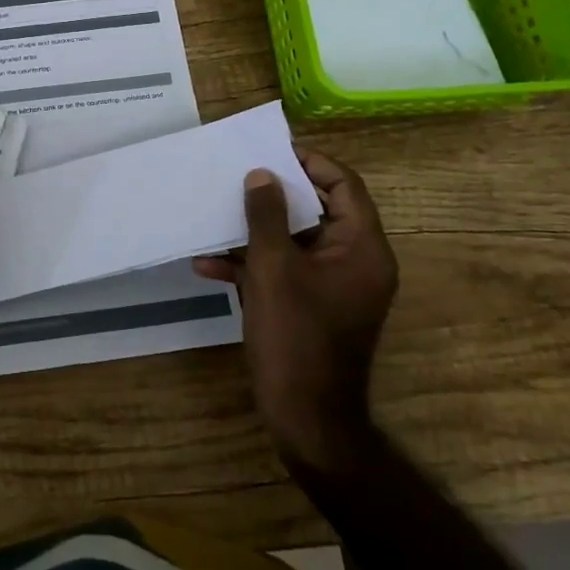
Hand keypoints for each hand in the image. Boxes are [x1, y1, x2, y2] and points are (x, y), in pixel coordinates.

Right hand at [193, 149, 397, 477]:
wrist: (305, 418)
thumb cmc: (296, 335)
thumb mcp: (274, 267)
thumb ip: (267, 215)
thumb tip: (262, 176)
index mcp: (362, 248)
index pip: (344, 185)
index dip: (310, 163)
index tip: (270, 151)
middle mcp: (353, 261)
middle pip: (317, 210)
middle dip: (273, 195)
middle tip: (238, 175)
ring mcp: (331, 286)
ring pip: (293, 241)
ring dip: (255, 231)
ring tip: (216, 214)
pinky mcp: (309, 306)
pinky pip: (283, 271)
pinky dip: (250, 265)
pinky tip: (207, 264)